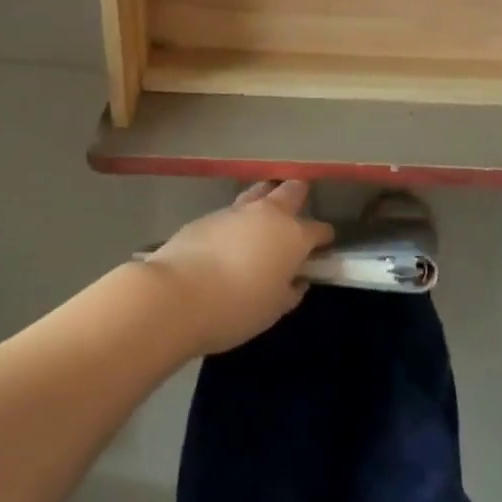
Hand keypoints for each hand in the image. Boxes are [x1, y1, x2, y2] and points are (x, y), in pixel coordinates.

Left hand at [145, 181, 333, 354]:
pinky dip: (237, 221)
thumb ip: (290, 291)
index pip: (318, 229)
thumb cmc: (236, 308)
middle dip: (298, 196)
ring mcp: (236, 211)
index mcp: (292, 236)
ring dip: (266, 200)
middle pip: (291, 191)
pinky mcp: (207, 216)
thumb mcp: (272, 310)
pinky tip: (230, 239)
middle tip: (297, 211)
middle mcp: (268, 214)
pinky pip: (232, 212)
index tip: (323, 247)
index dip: (323, 237)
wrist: (177, 296)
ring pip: (259, 193)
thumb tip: (296, 280)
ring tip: (263, 218)